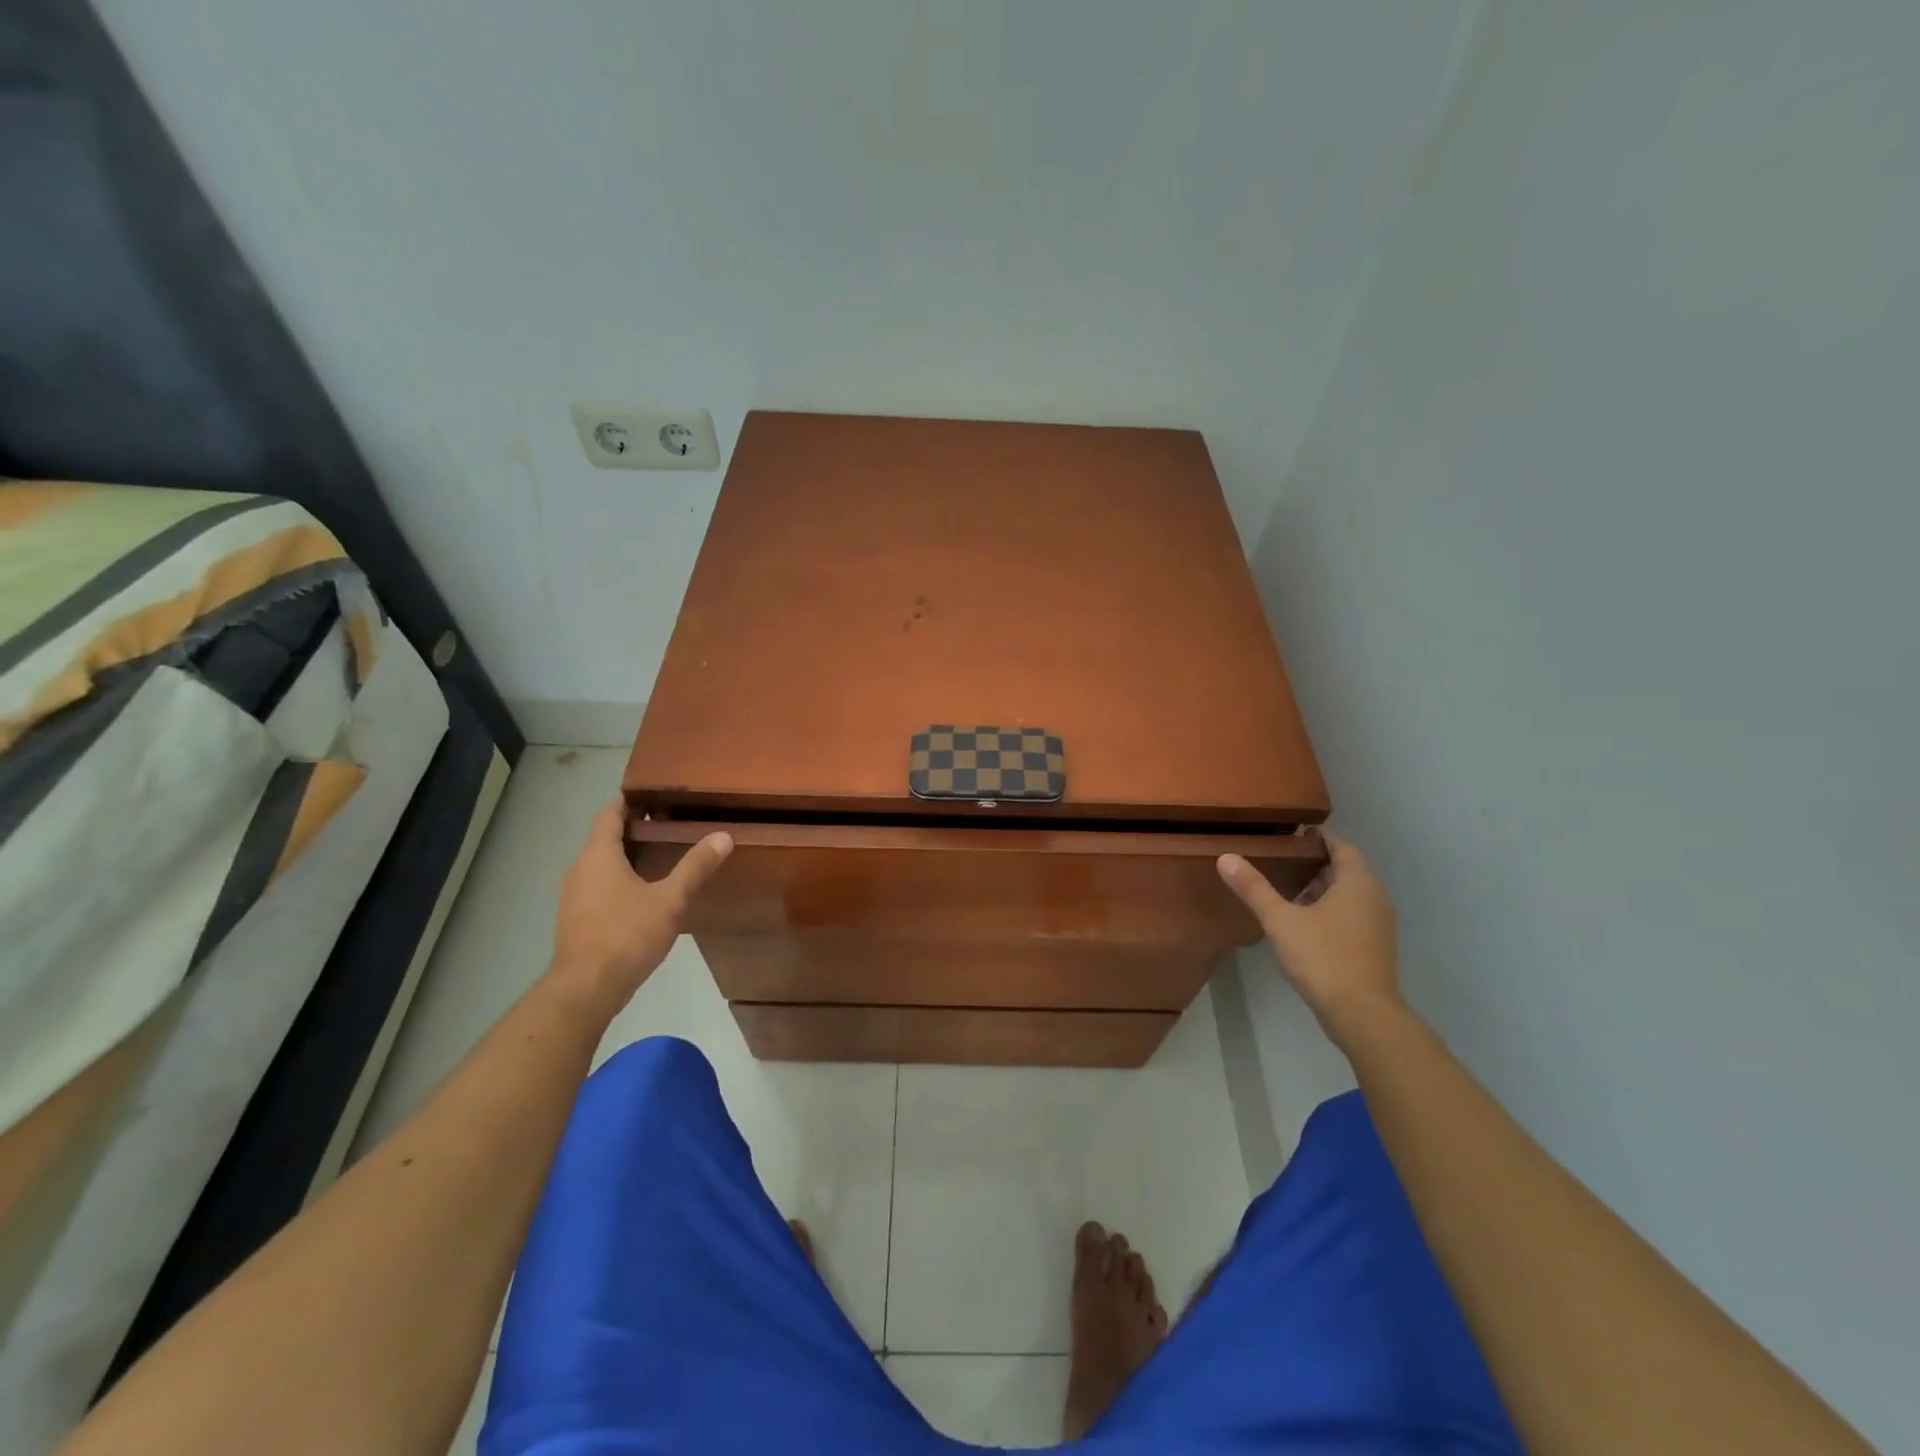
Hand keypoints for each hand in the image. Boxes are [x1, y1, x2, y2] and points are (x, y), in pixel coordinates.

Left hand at [549, 800, 731, 1014]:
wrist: (586, 988)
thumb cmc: (627, 934)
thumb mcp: (670, 899)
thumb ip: (695, 866)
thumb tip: (724, 836)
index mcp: (598, 855)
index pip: (609, 814)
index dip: (628, 801)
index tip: (653, 794)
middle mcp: (579, 869)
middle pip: (603, 838)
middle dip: (633, 829)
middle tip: (669, 824)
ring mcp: (572, 896)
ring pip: (599, 864)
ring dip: (625, 856)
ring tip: (660, 856)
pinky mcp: (575, 919)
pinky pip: (596, 886)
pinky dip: (617, 880)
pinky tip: (642, 894)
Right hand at [1217, 833, 1403, 1043]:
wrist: (1363, 1014)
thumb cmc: (1323, 957)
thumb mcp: (1280, 919)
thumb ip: (1254, 888)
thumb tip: (1226, 857)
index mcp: (1358, 883)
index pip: (1342, 846)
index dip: (1319, 838)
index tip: (1293, 833)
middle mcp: (1374, 898)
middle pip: (1346, 870)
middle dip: (1317, 863)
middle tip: (1283, 859)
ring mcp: (1378, 925)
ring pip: (1349, 895)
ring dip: (1323, 889)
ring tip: (1288, 890)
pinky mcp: (1375, 948)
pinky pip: (1352, 916)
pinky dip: (1330, 911)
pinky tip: (1304, 923)